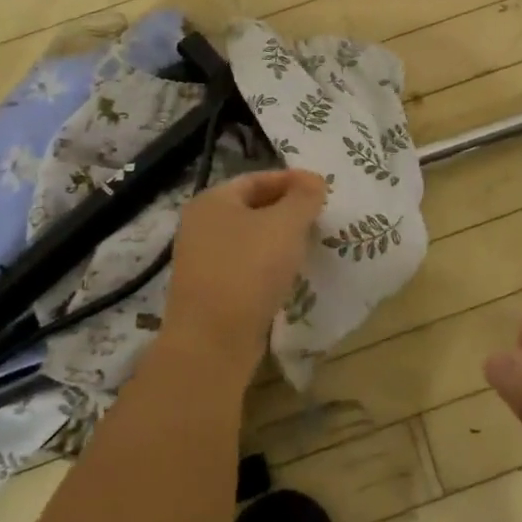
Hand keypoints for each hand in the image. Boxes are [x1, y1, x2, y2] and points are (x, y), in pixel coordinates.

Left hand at [163, 169, 326, 381]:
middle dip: (287, 210)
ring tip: (309, 245)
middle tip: (319, 217)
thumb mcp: (286, 224)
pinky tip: (288, 275)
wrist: (212, 343)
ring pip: (249, 239)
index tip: (321, 190)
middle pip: (252, 207)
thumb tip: (313, 181)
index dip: (292, 180)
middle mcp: (200, 225)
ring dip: (278, 239)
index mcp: (212, 200)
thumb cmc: (249, 269)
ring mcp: (201, 261)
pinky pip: (244, 267)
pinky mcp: (209, 292)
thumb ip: (304, 197)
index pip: (257, 178)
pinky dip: (267, 265)